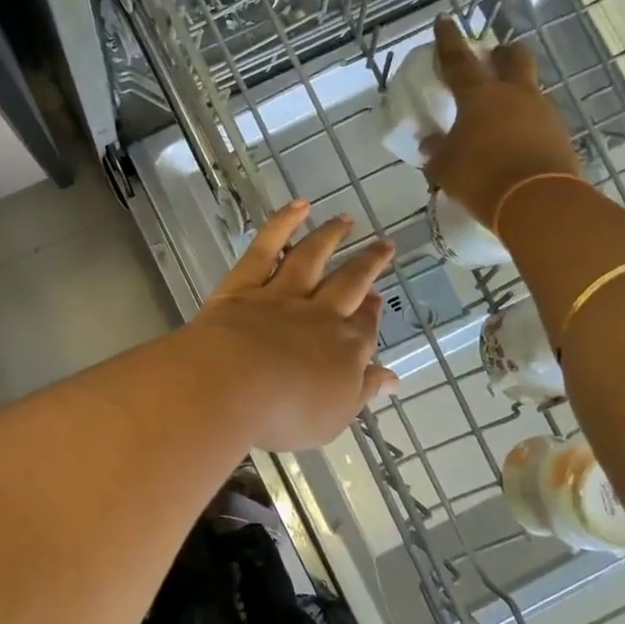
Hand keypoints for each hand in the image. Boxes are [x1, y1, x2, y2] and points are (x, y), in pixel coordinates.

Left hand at [183, 203, 397, 451]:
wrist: (232, 385)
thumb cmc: (285, 414)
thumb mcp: (333, 417)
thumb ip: (361, 392)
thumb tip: (391, 378)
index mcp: (345, 350)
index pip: (365, 327)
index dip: (374, 312)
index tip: (379, 298)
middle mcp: (320, 315)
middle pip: (350, 283)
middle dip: (368, 264)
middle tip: (384, 245)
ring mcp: (282, 295)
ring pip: (313, 257)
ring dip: (331, 236)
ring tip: (346, 220)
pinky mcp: (245, 284)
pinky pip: (267, 247)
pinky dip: (283, 223)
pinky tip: (298, 206)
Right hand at [423, 16, 582, 226]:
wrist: (537, 202)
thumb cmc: (480, 177)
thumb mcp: (445, 168)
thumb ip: (437, 151)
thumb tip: (431, 144)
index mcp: (480, 96)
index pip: (459, 60)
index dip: (448, 40)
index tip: (444, 20)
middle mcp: (515, 94)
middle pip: (514, 56)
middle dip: (502, 53)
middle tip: (492, 59)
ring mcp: (543, 112)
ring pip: (530, 88)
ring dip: (516, 93)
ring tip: (500, 116)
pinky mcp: (560, 134)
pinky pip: (539, 119)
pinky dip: (526, 124)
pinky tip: (515, 142)